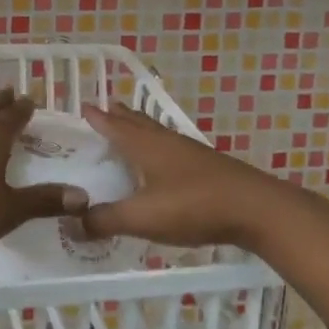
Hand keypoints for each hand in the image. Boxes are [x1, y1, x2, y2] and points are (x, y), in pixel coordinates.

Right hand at [78, 101, 303, 250]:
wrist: (256, 209)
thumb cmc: (194, 205)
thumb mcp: (143, 217)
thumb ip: (106, 220)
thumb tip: (71, 223)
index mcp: (146, 146)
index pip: (115, 126)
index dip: (98, 118)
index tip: (83, 106)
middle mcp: (166, 142)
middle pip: (138, 123)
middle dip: (120, 116)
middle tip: (106, 109)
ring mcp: (190, 153)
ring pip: (157, 134)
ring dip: (141, 129)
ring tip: (131, 129)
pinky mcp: (207, 168)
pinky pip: (172, 149)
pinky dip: (158, 148)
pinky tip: (164, 162)